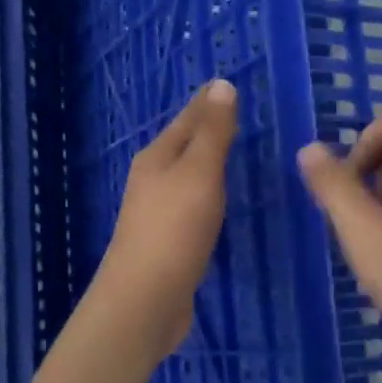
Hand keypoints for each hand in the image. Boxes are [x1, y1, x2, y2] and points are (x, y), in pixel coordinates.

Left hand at [87, 78, 237, 363]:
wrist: (145, 299)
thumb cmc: (174, 229)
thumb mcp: (199, 173)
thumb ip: (213, 132)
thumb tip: (221, 85)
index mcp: (157, 157)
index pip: (188, 117)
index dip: (209, 100)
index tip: (228, 83)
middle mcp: (153, 178)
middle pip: (184, 143)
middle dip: (207, 126)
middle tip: (236, 112)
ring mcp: (157, 210)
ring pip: (187, 173)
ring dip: (207, 159)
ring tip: (232, 148)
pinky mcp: (167, 239)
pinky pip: (192, 201)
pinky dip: (208, 190)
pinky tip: (219, 198)